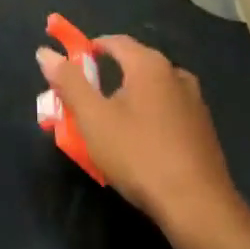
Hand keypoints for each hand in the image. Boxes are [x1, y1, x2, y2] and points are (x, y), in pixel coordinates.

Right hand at [36, 35, 239, 231]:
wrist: (198, 206)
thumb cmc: (139, 155)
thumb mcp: (94, 119)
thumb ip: (69, 82)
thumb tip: (45, 53)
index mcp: (149, 64)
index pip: (115, 41)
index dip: (90, 48)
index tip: (72, 67)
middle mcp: (176, 74)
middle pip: (134, 65)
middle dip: (107, 78)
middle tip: (85, 102)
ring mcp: (195, 102)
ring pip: (152, 90)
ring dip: (129, 100)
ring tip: (110, 125)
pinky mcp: (204, 129)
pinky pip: (168, 111)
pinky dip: (149, 117)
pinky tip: (140, 144)